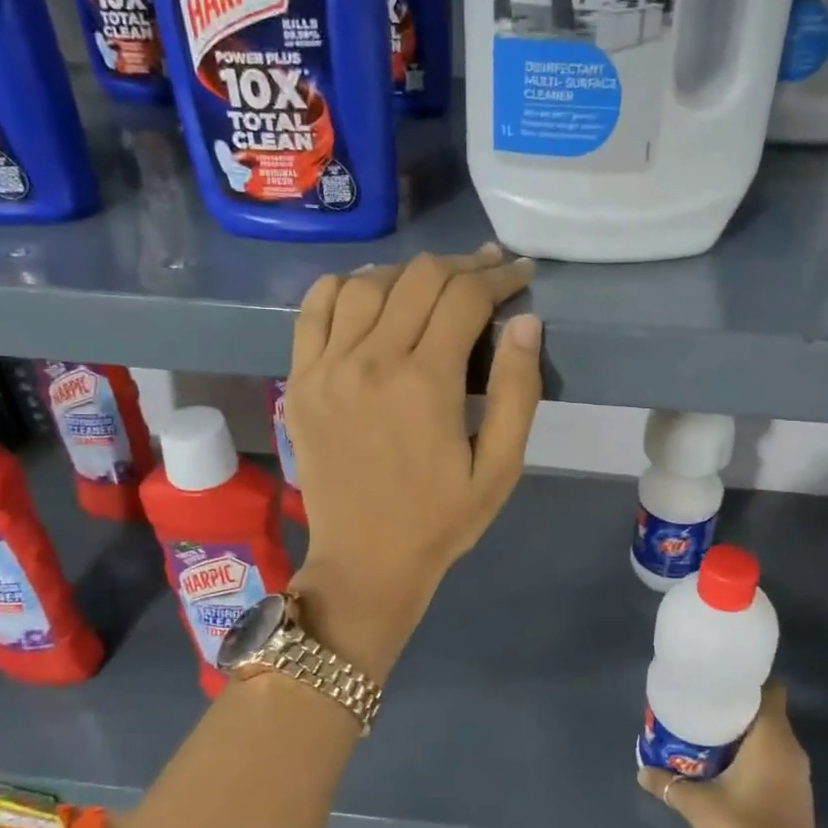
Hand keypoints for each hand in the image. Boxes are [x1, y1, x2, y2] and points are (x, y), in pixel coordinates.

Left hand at [285, 245, 541, 678]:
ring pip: (367, 283)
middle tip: (488, 271)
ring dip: (408, 272)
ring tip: (435, 281)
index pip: (465, 297)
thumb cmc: (440, 520)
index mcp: (425, 382)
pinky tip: (369, 290)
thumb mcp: (500, 468)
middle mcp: (371, 360)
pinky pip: (314, 309)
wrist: (365, 561)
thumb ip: (518, 391)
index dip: (499, 277)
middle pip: (419, 278)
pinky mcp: (300, 380)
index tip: (520, 273)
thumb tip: (526, 321)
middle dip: (463, 266)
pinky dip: (343, 286)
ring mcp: (327, 367)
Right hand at [639, 682, 819, 827]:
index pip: (770, 690)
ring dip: (744, 733)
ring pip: (771, 737)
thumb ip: (668, 784)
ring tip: (709, 733)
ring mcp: (798, 773)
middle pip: (766, 711)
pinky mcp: (797, 793)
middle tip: (703, 706)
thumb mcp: (698, 806)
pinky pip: (775, 758)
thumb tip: (642, 770)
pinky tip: (727, 765)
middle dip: (737, 707)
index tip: (719, 681)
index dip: (747, 680)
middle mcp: (791, 749)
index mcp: (772, 738)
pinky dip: (754, 754)